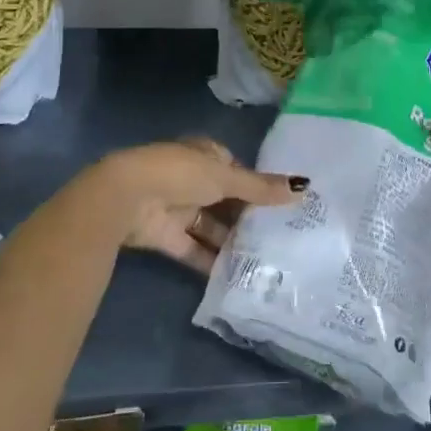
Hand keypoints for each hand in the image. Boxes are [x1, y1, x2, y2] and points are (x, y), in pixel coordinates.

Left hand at [88, 137, 303, 273]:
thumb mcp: (226, 177)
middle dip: (246, 217)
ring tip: (264, 261)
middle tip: (279, 237)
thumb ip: (261, 187)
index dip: (256, 185)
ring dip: (230, 241)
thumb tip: (304, 187)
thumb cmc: (180, 174)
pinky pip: (194, 249)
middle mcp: (191, 179)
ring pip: (210, 226)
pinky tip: (235, 276)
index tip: (281, 205)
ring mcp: (177, 207)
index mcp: (204, 155)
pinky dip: (210, 261)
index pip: (235, 169)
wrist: (125, 198)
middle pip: (224, 199)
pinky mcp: (165, 236)